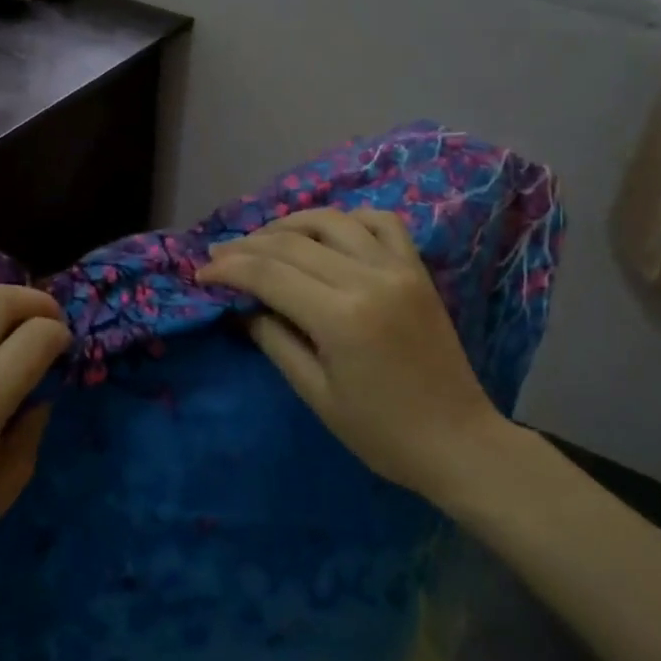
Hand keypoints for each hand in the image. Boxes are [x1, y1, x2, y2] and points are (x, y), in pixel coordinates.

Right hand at [197, 208, 513, 505]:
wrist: (457, 440)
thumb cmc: (380, 432)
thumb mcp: (316, 394)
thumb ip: (274, 340)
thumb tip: (241, 307)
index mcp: (341, 317)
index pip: (269, 274)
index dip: (229, 269)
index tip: (202, 273)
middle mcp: (369, 278)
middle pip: (294, 243)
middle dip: (248, 246)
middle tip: (219, 255)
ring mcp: (398, 268)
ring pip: (333, 221)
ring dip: (290, 224)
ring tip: (262, 239)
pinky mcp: (417, 270)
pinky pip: (381, 222)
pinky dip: (347, 219)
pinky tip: (326, 231)